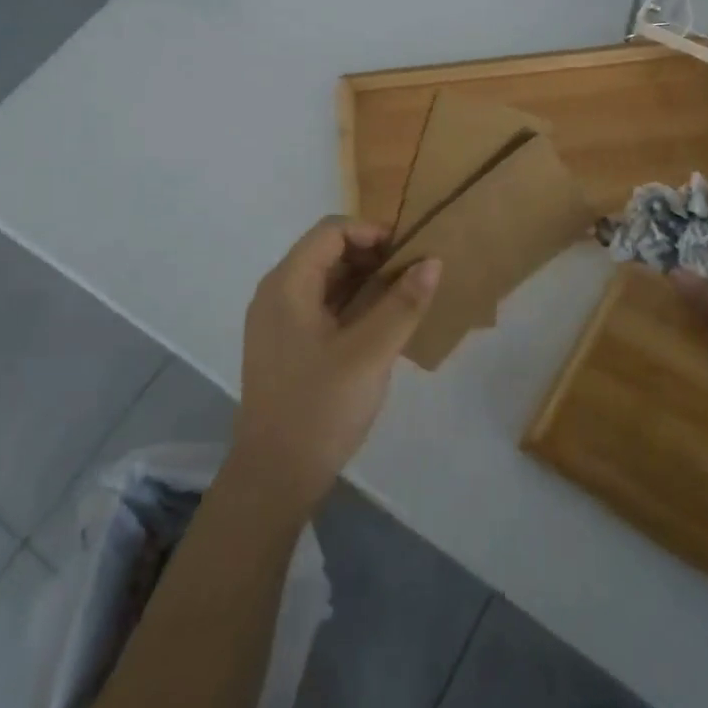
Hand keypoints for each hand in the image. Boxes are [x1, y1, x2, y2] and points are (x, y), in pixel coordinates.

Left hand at [231, 216, 441, 515]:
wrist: (274, 476)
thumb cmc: (320, 407)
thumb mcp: (370, 354)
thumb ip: (402, 304)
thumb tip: (432, 261)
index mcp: (287, 284)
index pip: (331, 231)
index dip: (372, 231)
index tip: (410, 252)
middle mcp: (277, 293)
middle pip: (327, 252)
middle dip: (372, 255)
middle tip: (414, 275)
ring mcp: (278, 320)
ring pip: (326, 280)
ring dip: (365, 281)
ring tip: (405, 297)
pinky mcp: (286, 344)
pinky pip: (321, 306)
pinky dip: (352, 304)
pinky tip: (382, 324)